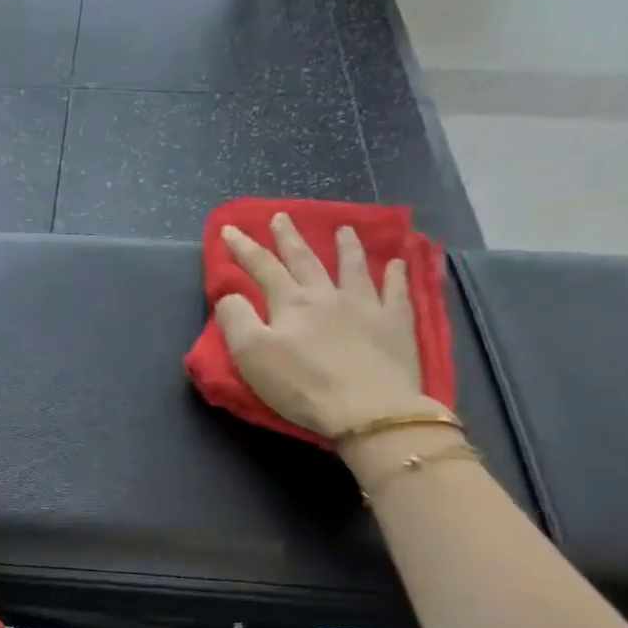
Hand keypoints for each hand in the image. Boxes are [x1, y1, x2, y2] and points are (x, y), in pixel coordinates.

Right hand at [216, 215, 445, 439]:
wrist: (368, 409)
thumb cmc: (302, 386)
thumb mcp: (251, 356)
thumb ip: (236, 320)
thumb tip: (230, 295)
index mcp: (290, 303)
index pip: (262, 267)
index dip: (243, 248)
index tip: (229, 229)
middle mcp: (327, 295)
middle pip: (305, 260)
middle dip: (289, 238)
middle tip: (280, 217)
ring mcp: (366, 306)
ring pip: (353, 268)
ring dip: (346, 247)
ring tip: (344, 229)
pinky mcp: (395, 325)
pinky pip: (397, 292)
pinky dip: (396, 275)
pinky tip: (398, 263)